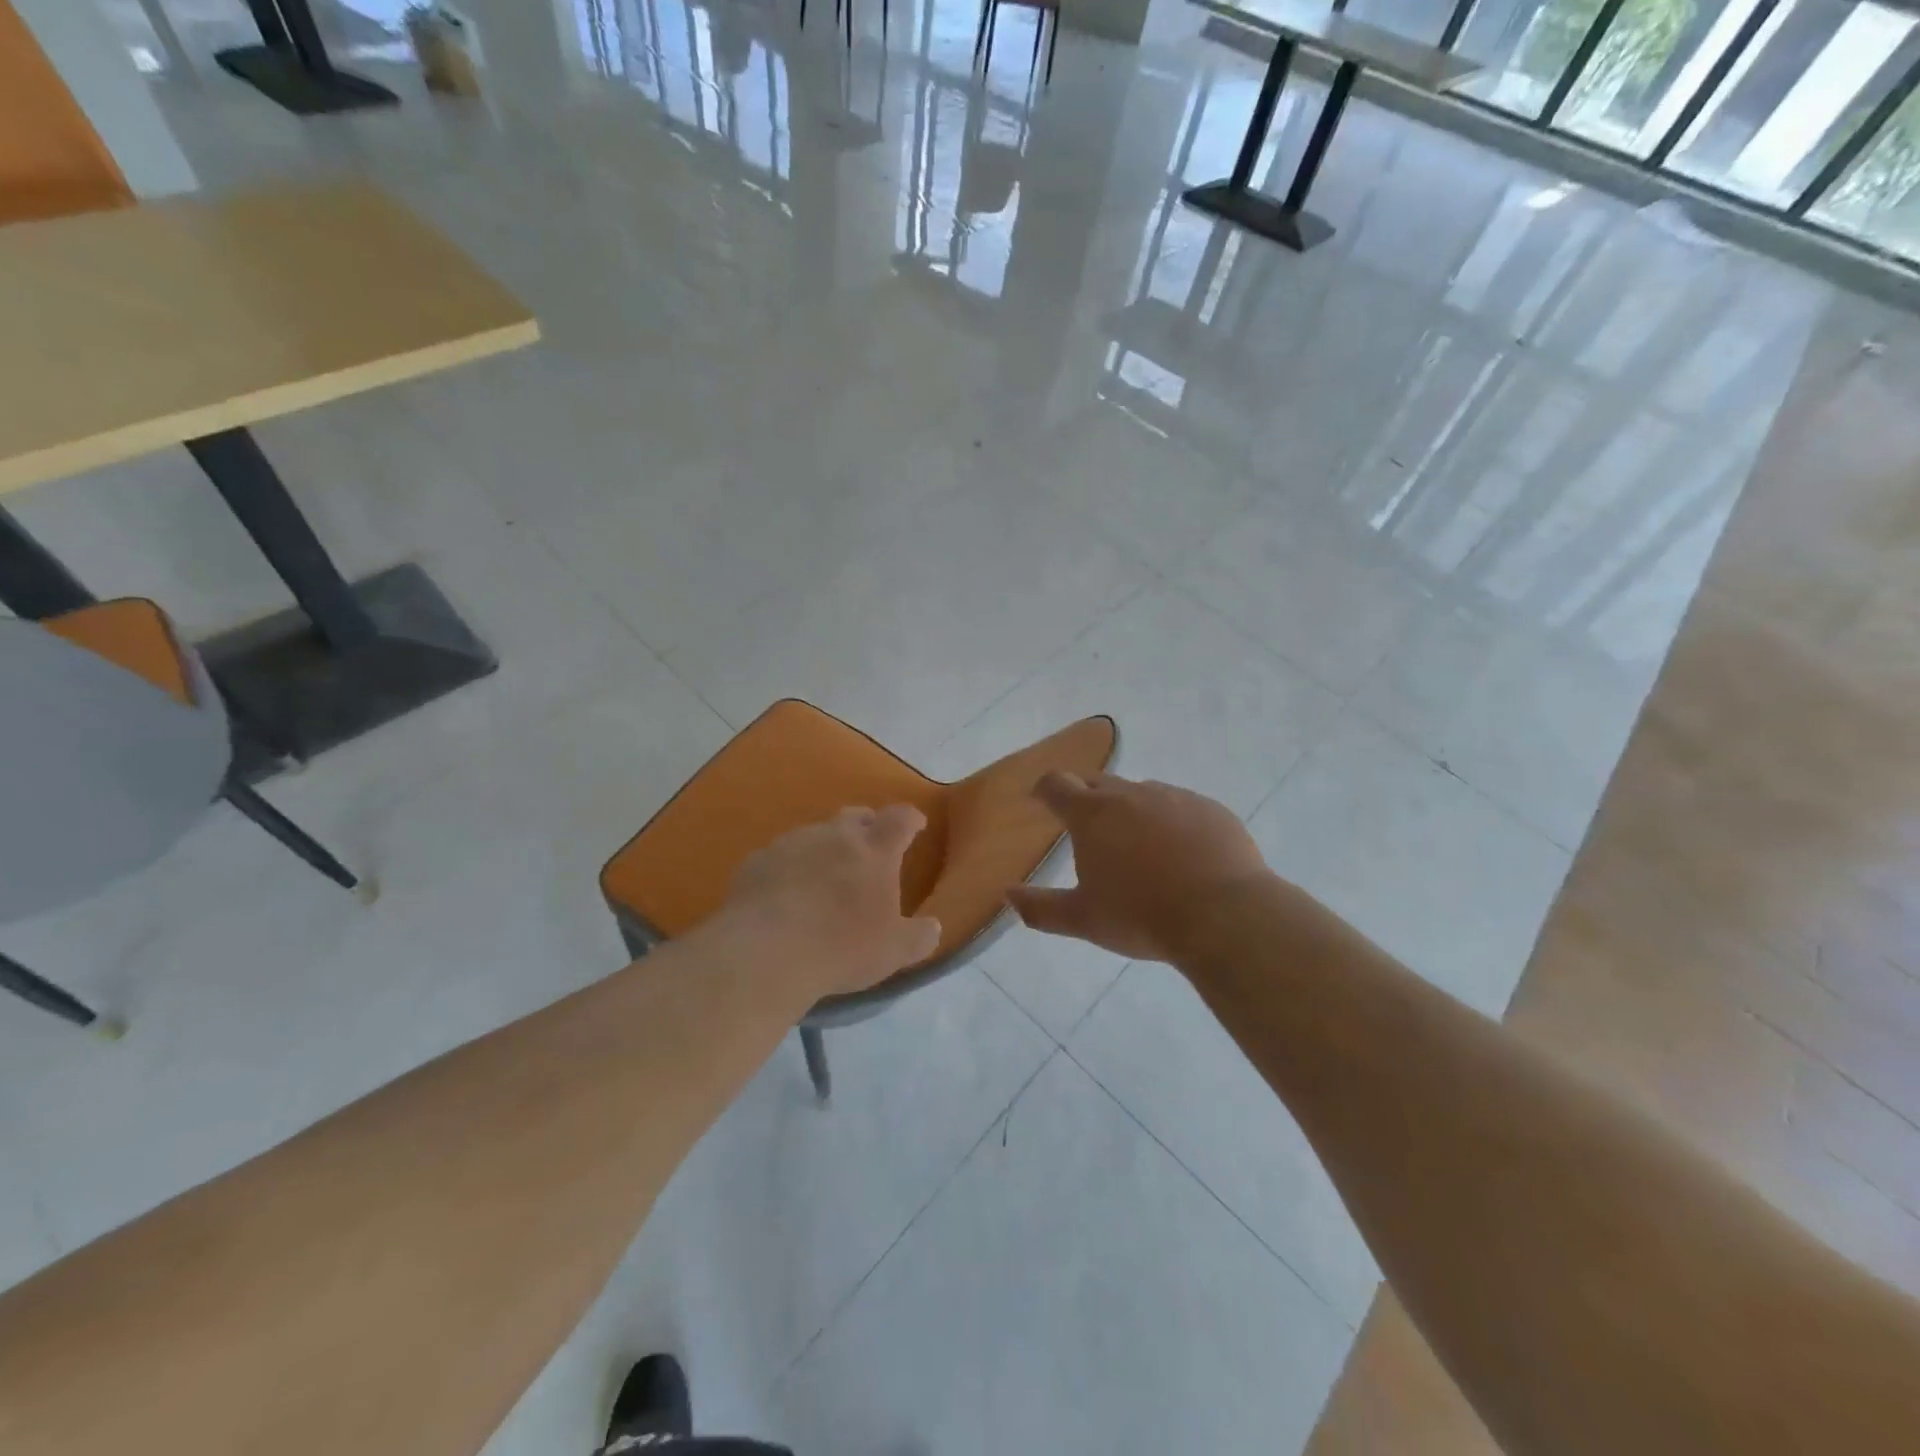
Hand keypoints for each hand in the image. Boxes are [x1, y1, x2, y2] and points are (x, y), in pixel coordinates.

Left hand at [714, 804, 941, 998]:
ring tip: (824, 877)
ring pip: (816, 834)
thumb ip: (919, 937)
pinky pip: (781, 856)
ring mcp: (792, 843)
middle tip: (870, 849)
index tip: (916, 825)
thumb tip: (933, 927)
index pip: (900, 819)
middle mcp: (835, 835)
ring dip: (826, 848)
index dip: (910, 819)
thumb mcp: (893, 952)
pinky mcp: (758, 860)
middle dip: (867, 826)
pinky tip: (785, 894)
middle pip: (856, 816)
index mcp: (874, 850)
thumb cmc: (841, 948)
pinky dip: (790, 868)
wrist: (764, 953)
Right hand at [1007, 773, 1269, 962]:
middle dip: (1085, 796)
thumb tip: (1008, 894)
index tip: (1040, 799)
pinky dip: (1172, 821)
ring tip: (1137, 844)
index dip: (1044, 789)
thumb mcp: (1084, 920)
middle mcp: (1131, 794)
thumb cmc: (1142, 916)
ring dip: (1131, 809)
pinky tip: (1182, 852)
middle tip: (1085, 824)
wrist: (1224, 916)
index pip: (1056, 784)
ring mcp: (1175, 797)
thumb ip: (1041, 908)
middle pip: (1098, 781)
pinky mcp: (1211, 808)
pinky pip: (1182, 806)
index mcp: (1093, 815)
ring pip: (1142, 793)